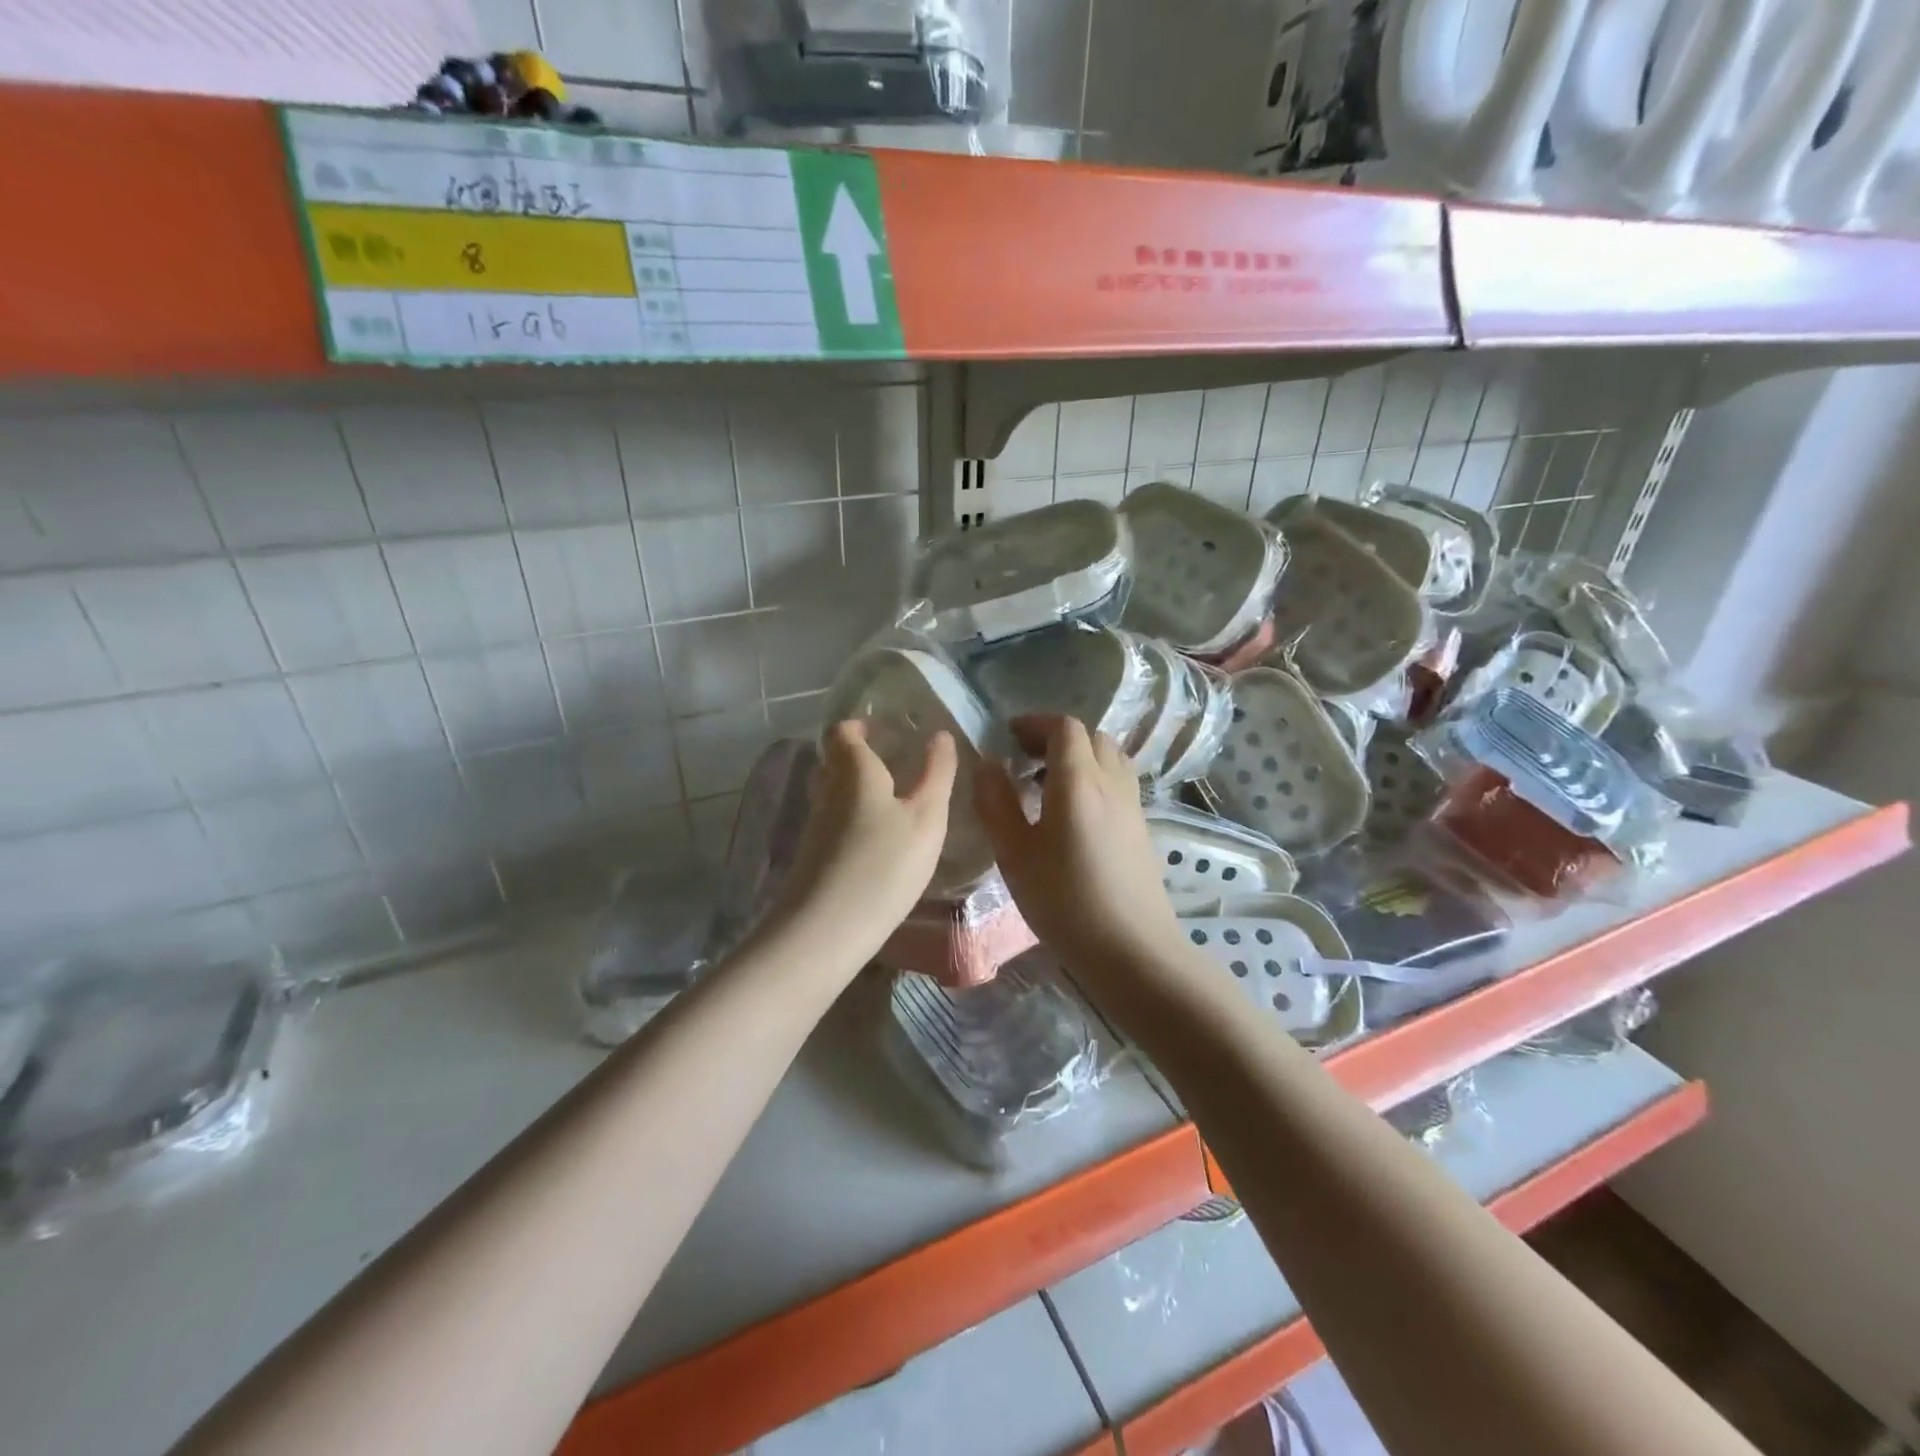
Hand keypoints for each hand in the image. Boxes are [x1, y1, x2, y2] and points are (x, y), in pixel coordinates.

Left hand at [766, 719, 956, 970]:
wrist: (826, 930)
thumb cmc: (885, 863)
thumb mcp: (926, 818)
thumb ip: (937, 774)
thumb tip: (941, 735)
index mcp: (853, 771)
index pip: (844, 732)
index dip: (861, 726)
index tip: (885, 730)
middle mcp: (827, 790)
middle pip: (836, 761)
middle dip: (861, 757)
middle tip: (896, 763)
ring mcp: (816, 825)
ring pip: (834, 793)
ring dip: (859, 790)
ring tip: (895, 802)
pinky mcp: (814, 856)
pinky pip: (835, 822)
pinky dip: (855, 820)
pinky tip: (879, 840)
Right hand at [973, 716, 1184, 975]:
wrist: (1132, 949)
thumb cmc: (1065, 901)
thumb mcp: (1015, 854)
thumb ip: (996, 803)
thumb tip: (986, 763)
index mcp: (1078, 781)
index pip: (1064, 728)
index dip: (1035, 724)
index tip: (1009, 737)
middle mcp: (1111, 782)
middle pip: (1091, 737)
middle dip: (1057, 738)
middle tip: (1026, 760)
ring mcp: (1132, 805)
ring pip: (1109, 758)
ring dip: (1080, 757)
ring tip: (1048, 784)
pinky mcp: (1142, 828)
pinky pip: (1118, 782)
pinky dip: (1095, 778)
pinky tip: (1074, 814)